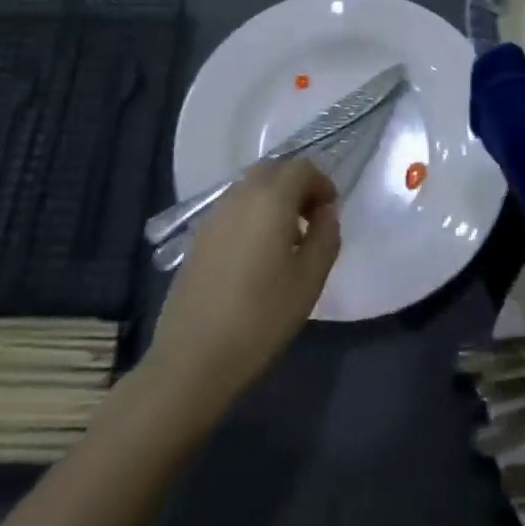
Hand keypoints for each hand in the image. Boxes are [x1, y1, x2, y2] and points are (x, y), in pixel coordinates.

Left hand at [143, 158, 338, 418]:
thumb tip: (327, 211)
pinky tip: (257, 256)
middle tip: (312, 222)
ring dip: (274, 201)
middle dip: (297, 187)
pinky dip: (252, 216)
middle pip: (274, 171)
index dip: (322, 184)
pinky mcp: (199, 236)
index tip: (331, 214)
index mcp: (270, 199)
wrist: (193, 357)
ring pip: (251, 188)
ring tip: (286, 242)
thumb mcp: (310, 279)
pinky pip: (233, 209)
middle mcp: (239, 195)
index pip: (302, 168)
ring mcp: (214, 215)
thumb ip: (326, 236)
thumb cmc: (261, 317)